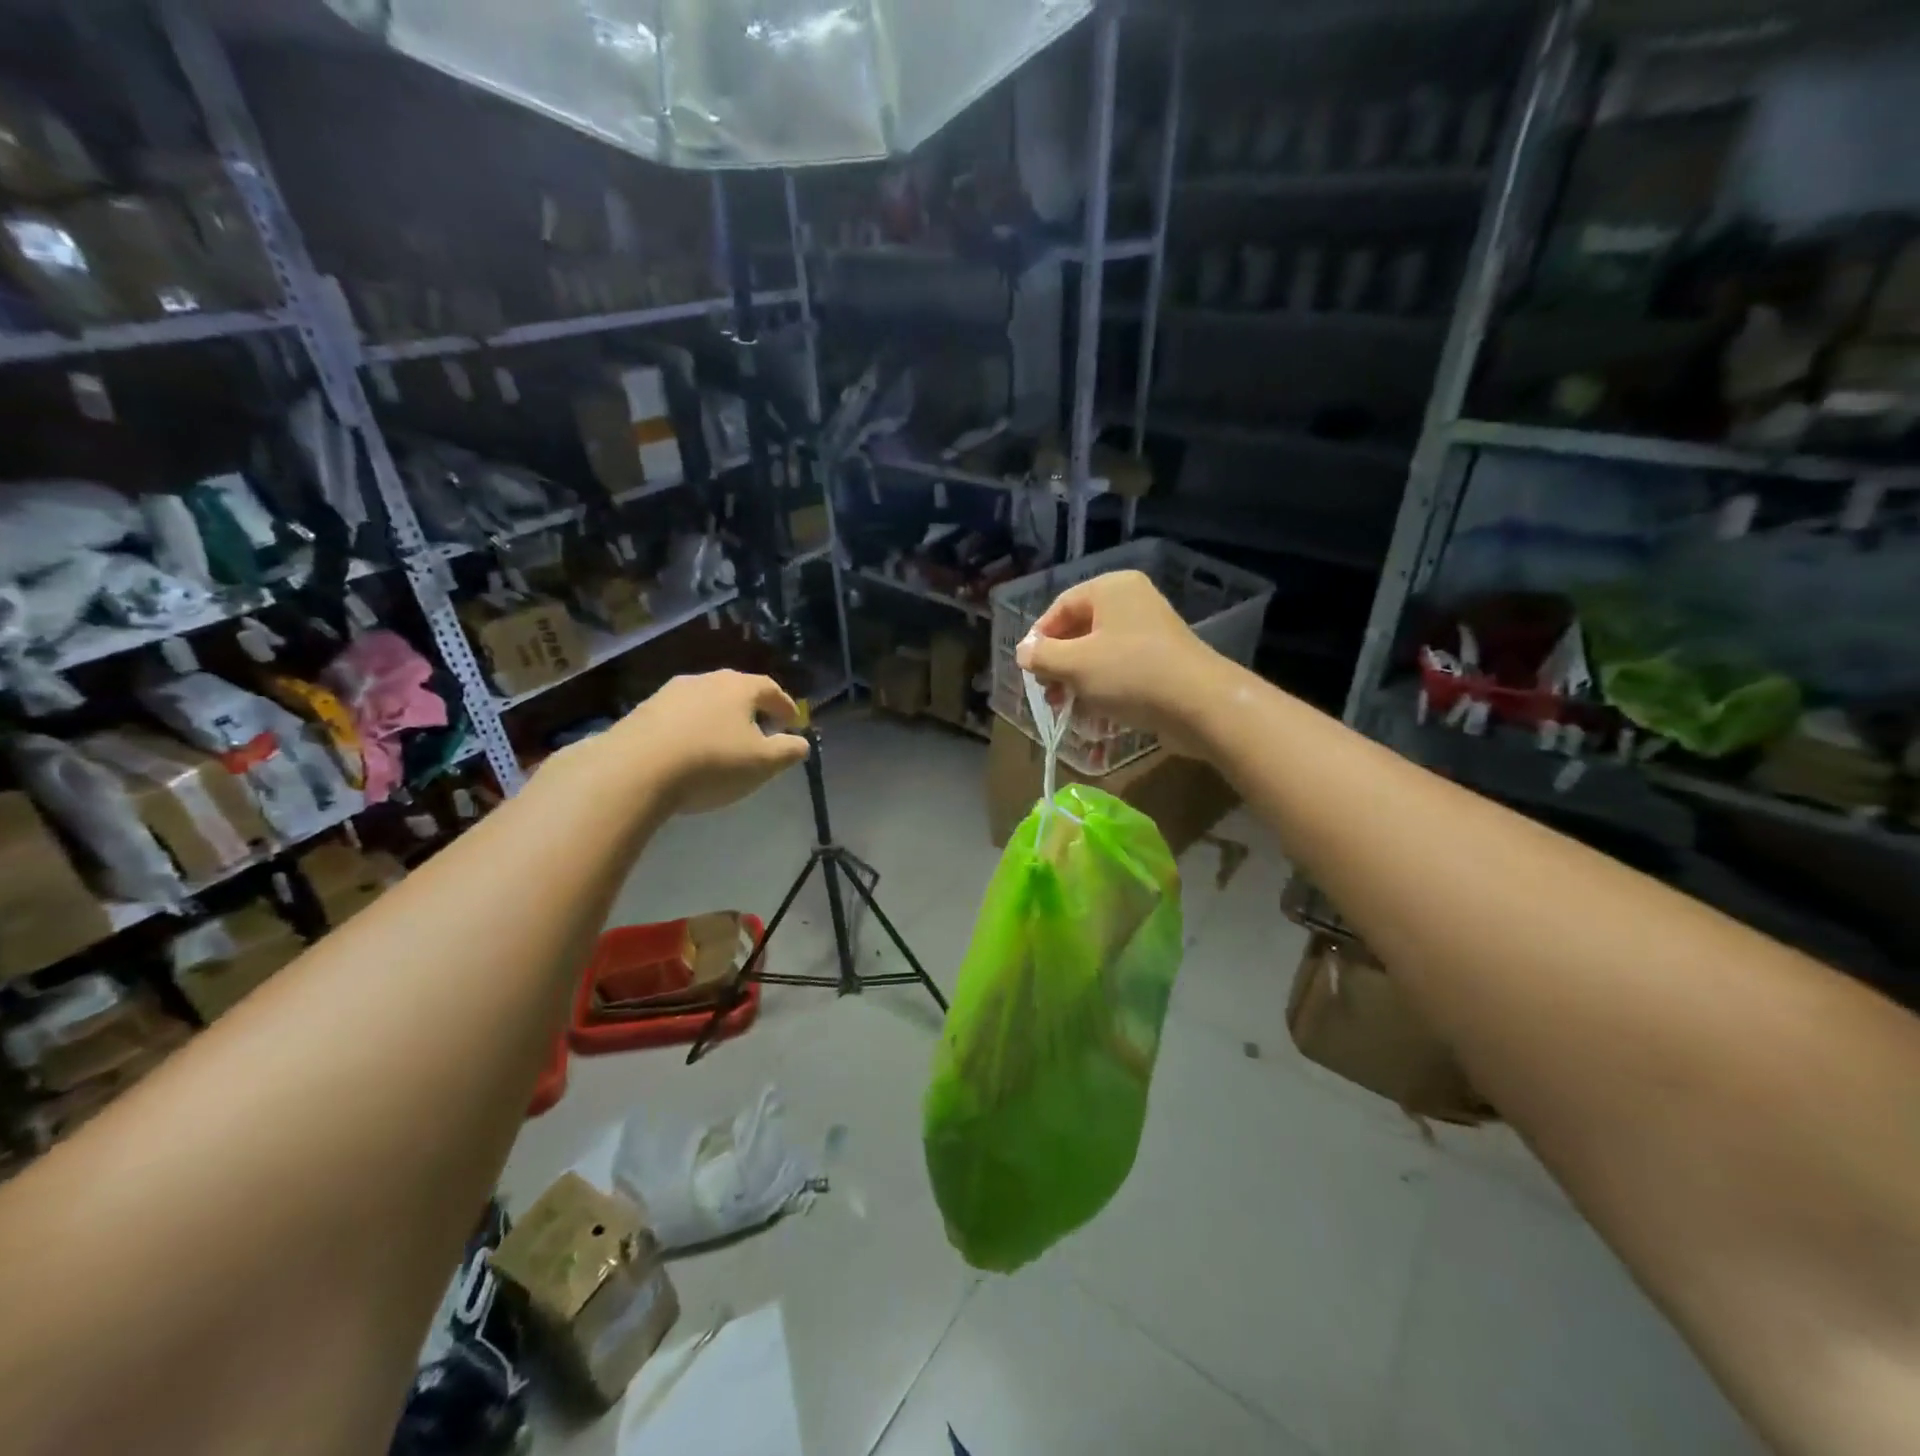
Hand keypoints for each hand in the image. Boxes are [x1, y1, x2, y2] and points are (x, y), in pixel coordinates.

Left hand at [610, 670, 810, 813]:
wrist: (634, 770)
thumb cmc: (712, 763)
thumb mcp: (763, 763)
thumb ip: (788, 751)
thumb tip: (802, 742)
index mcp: (738, 687)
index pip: (770, 688)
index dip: (784, 705)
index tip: (792, 721)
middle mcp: (704, 680)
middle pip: (735, 690)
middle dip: (751, 709)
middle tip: (761, 729)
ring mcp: (669, 693)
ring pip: (704, 702)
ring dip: (718, 718)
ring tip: (723, 742)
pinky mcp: (642, 712)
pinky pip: (678, 717)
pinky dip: (692, 729)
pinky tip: (690, 750)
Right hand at [1014, 570, 1229, 756]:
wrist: (1199, 705)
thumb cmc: (1129, 674)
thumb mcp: (1074, 664)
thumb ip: (1042, 656)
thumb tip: (1023, 651)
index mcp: (1111, 589)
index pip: (1061, 606)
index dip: (1039, 638)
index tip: (1028, 670)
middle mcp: (1132, 602)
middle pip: (1080, 630)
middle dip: (1059, 665)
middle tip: (1048, 694)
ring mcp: (1150, 632)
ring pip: (1099, 654)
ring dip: (1078, 682)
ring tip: (1067, 709)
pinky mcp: (1162, 661)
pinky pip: (1121, 670)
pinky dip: (1103, 689)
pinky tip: (1094, 716)